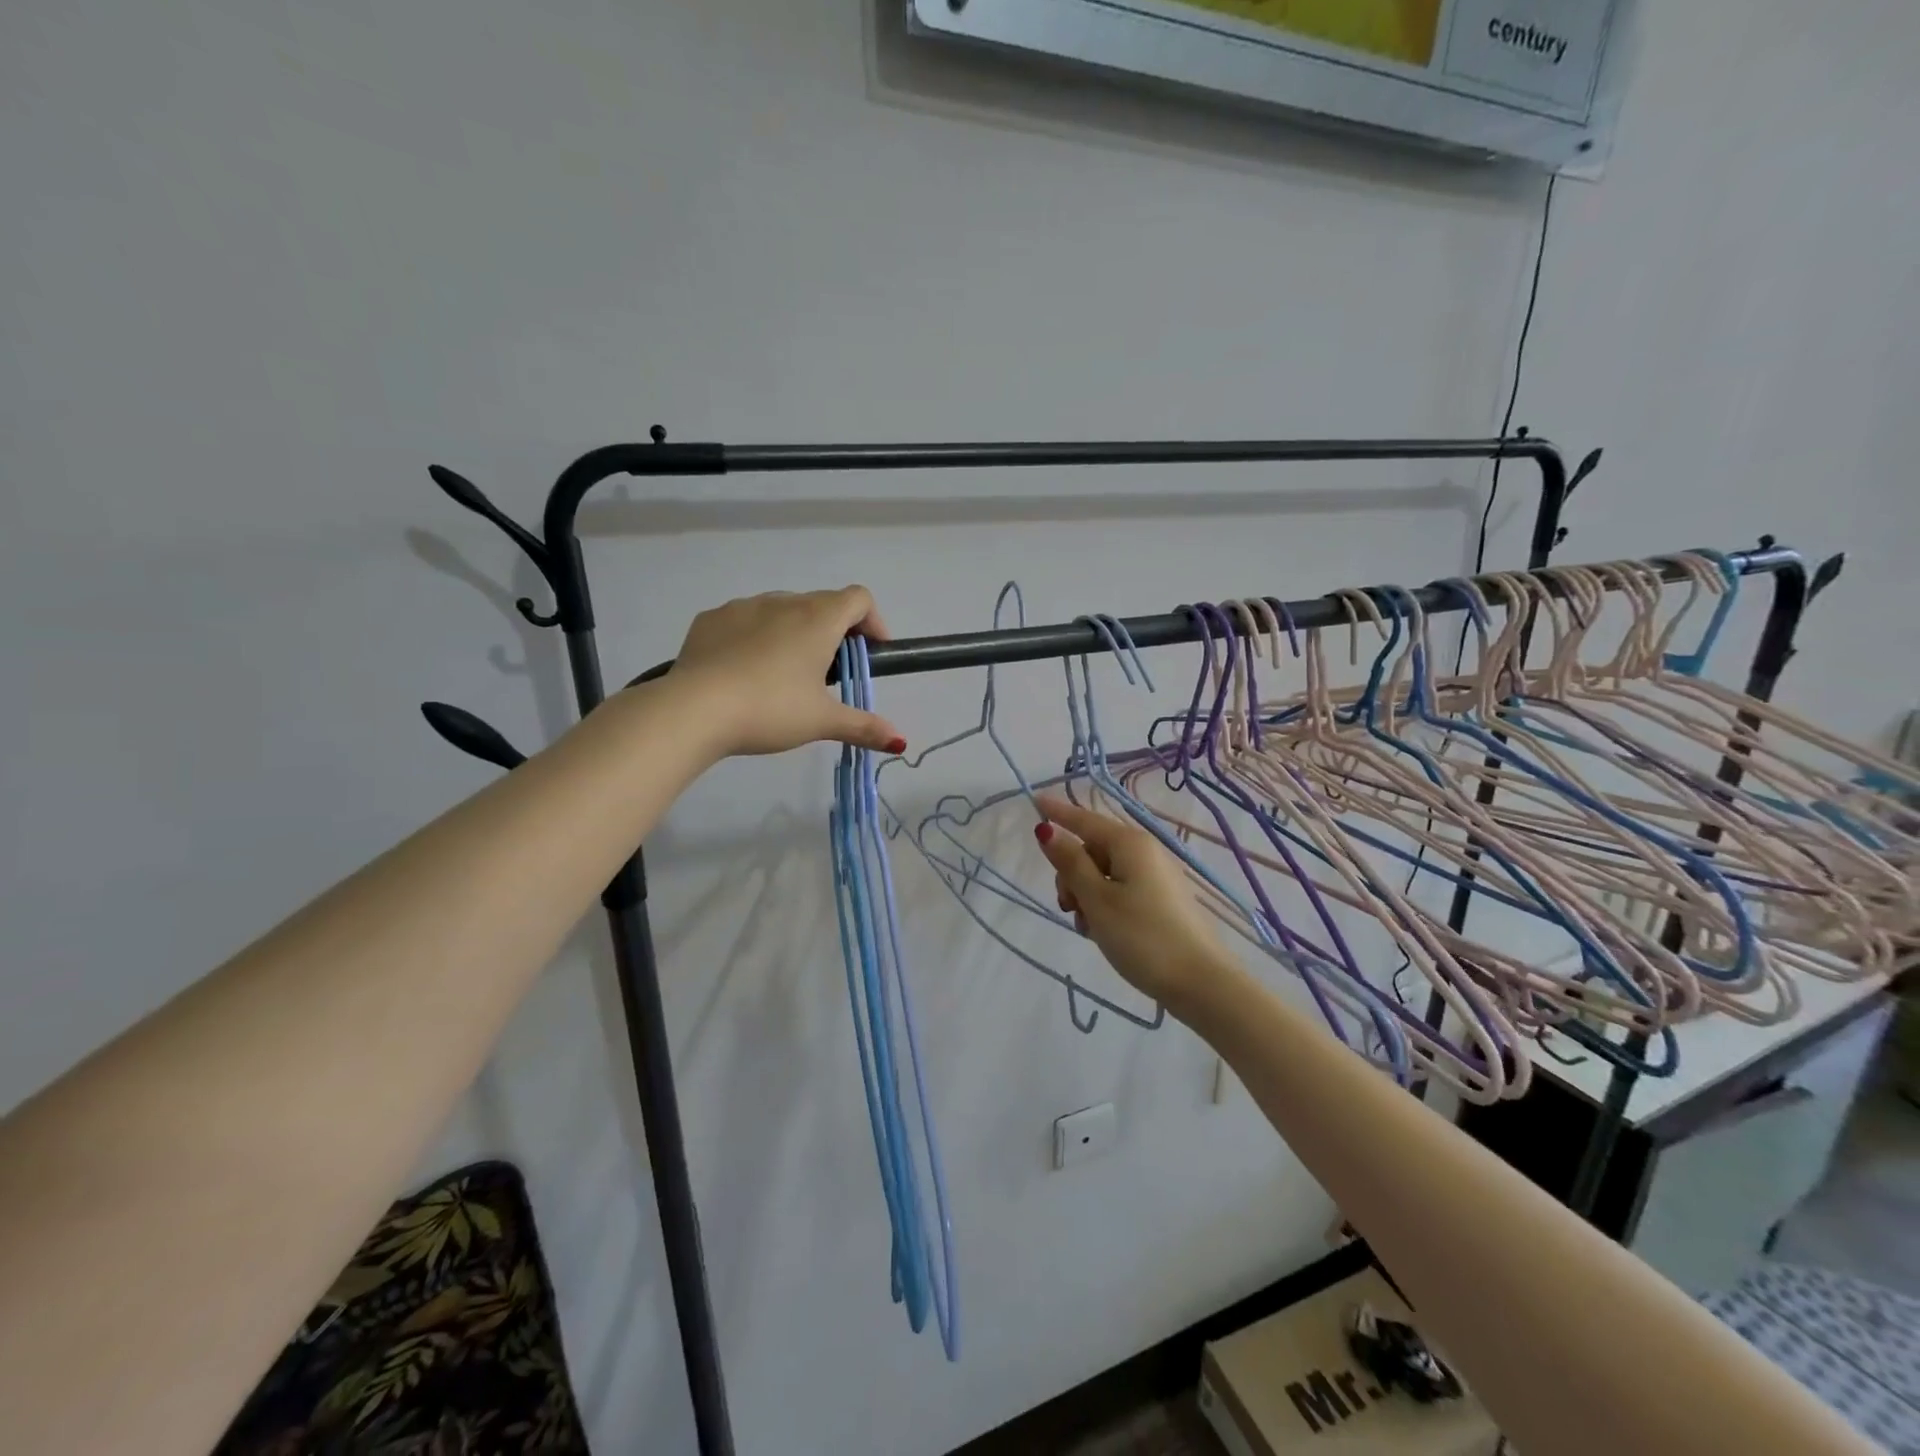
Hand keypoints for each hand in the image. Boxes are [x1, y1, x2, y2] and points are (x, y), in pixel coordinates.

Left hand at [668, 587, 904, 757]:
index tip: (869, 653)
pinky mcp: (710, 619)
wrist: (694, 709)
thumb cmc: (770, 709)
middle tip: (829, 675)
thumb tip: (901, 741)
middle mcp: (783, 602)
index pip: (859, 598)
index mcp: (818, 619)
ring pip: (781, 610)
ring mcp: (743, 607)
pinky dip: (755, 637)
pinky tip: (743, 672)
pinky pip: (744, 620)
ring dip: (793, 632)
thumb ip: (863, 727)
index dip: (872, 622)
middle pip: (821, 604)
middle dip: (833, 633)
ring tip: (783, 675)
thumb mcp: (822, 721)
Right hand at [1032, 793, 1237, 1008]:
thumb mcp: (1097, 899)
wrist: (1201, 983)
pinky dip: (1105, 904)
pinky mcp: (1162, 899)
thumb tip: (1048, 830)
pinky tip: (1103, 932)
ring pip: (1104, 872)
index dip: (1058, 813)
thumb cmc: (1142, 937)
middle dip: (1071, 874)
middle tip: (1068, 907)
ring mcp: (1156, 875)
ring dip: (1086, 894)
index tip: (1034, 802)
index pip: (1084, 819)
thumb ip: (1070, 863)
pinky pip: (1122, 889)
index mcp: (1129, 843)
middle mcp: (1145, 851)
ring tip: (1088, 927)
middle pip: (1092, 849)